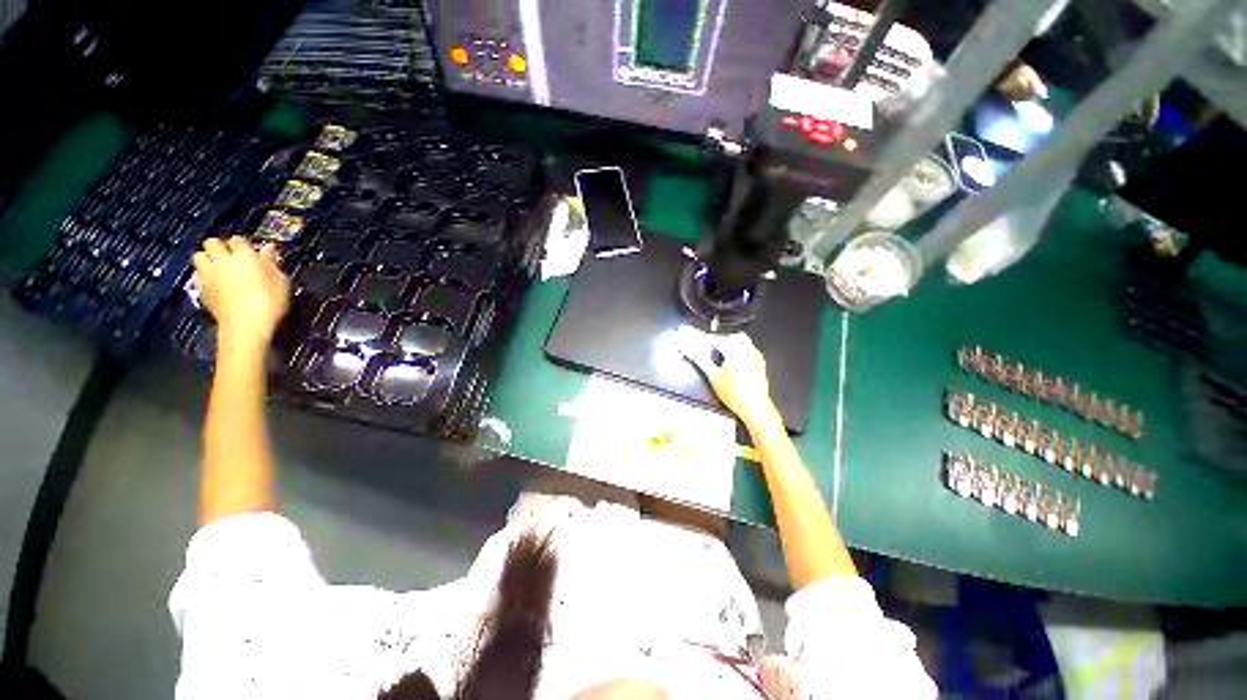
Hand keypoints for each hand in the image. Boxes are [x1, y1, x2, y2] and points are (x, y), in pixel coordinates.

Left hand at [192, 237, 289, 351]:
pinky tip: (213, 281)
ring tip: (217, 266)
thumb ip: (272, 264)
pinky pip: (197, 274)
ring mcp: (209, 274)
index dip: (243, 244)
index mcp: (244, 256)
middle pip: (212, 242)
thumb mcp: (281, 282)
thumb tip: (269, 248)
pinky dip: (203, 274)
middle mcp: (223, 260)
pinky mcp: (201, 288)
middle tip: (229, 256)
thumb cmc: (270, 302)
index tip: (250, 251)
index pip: (238, 239)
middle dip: (219, 246)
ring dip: (207, 258)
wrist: (246, 324)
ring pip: (199, 255)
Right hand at [677, 328, 779, 429]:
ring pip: (743, 341)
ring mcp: (756, 356)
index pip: (718, 338)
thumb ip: (700, 360)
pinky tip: (735, 361)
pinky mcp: (760, 363)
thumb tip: (689, 351)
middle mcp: (747, 351)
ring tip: (722, 355)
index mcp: (735, 352)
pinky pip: (750, 348)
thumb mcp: (713, 377)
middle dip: (721, 340)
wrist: (754, 408)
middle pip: (732, 336)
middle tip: (711, 348)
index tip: (700, 342)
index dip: (706, 340)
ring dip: (731, 343)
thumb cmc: (735, 395)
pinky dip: (741, 350)